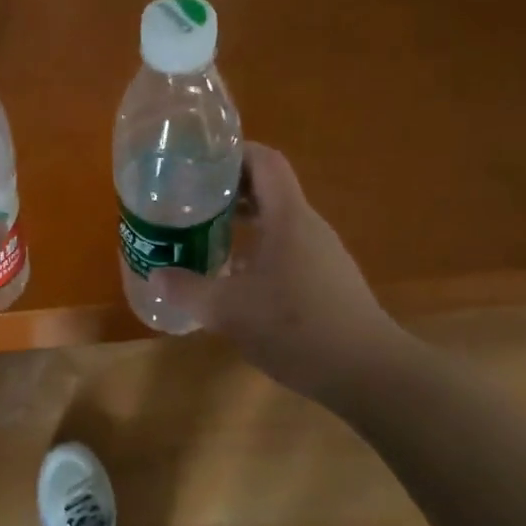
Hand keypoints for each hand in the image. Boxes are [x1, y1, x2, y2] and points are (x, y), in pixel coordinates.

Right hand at [150, 142, 410, 400]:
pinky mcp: (328, 280)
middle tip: (190, 199)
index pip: (264, 160)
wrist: (369, 373)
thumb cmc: (296, 327)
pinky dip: (258, 248)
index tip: (198, 161)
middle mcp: (308, 226)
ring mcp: (322, 253)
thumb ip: (189, 290)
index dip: (232, 152)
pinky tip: (236, 278)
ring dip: (242, 221)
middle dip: (228, 189)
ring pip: (277, 220)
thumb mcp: (229, 310)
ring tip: (206, 234)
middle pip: (268, 188)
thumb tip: (157, 276)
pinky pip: (287, 247)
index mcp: (288, 217)